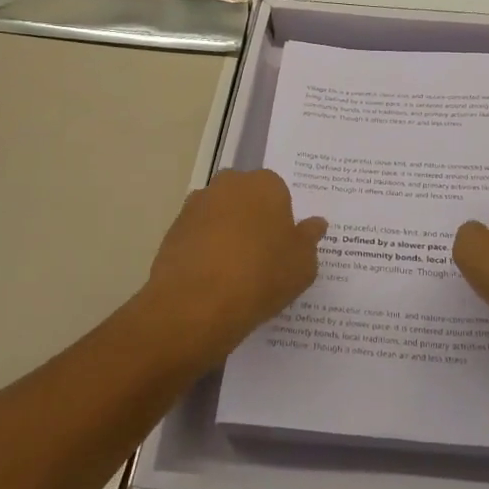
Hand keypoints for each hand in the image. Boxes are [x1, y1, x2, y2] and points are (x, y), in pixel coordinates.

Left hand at [142, 169, 325, 367]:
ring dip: (225, 234)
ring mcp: (196, 205)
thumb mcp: (303, 264)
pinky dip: (204, 251)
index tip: (282, 248)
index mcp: (265, 184)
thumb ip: (310, 239)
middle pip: (245, 199)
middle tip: (260, 258)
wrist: (197, 304)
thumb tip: (315, 223)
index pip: (278, 194)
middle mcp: (229, 184)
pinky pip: (197, 236)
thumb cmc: (262, 275)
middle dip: (251, 220)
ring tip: (233, 274)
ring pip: (219, 216)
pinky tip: (211, 281)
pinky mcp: (173, 230)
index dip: (281, 221)